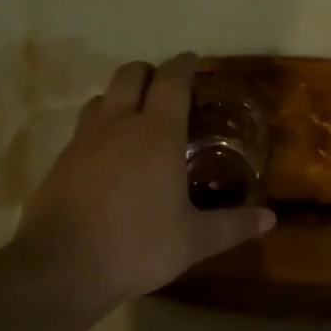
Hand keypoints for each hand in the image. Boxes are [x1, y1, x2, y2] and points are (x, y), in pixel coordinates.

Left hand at [12, 53, 274, 315]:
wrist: (60, 268)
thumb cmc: (136, 247)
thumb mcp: (193, 241)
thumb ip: (233, 225)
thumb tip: (270, 219)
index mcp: (157, 133)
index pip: (172, 79)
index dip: (184, 64)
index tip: (194, 61)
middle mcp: (118, 124)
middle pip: (131, 73)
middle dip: (150, 72)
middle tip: (167, 91)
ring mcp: (83, 140)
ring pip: (101, 97)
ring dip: (120, 98)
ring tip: (136, 121)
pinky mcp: (60, 160)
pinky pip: (83, 128)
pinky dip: (100, 128)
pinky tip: (108, 158)